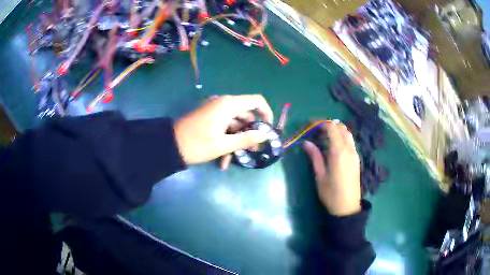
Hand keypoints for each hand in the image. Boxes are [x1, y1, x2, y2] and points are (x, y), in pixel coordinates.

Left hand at [174, 95, 272, 164]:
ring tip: (232, 161)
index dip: (266, 114)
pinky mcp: (208, 118)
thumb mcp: (224, 144)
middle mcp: (223, 103)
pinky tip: (222, 160)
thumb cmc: (197, 144)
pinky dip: (225, 141)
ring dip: (235, 142)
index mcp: (228, 104)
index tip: (267, 130)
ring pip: (234, 124)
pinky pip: (223, 127)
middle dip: (249, 134)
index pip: (256, 101)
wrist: (168, 146)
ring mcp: (214, 111)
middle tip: (251, 152)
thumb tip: (265, 134)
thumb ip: (247, 138)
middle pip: (245, 115)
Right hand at [302, 122, 361, 215]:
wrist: (347, 207)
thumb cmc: (331, 193)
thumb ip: (314, 156)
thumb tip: (306, 143)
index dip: (321, 123)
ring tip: (324, 137)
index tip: (310, 125)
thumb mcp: (320, 175)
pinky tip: (333, 146)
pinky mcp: (356, 159)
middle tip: (316, 130)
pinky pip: (350, 141)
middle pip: (341, 127)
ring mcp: (355, 154)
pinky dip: (341, 137)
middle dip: (329, 125)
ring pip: (347, 133)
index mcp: (339, 152)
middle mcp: (349, 149)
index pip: (332, 128)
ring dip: (336, 130)